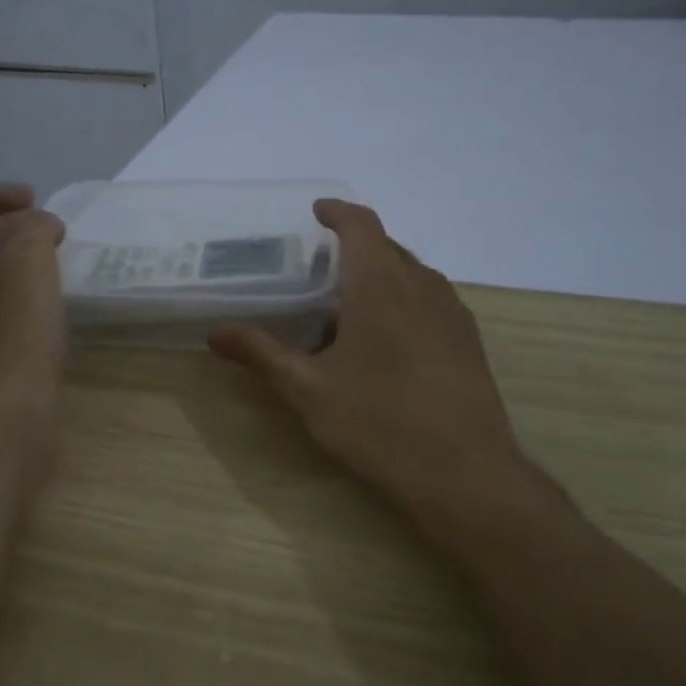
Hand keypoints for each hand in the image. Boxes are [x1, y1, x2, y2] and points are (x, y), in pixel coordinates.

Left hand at [0, 183, 66, 411]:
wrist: (3, 415)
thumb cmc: (13, 334)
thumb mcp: (28, 265)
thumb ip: (35, 231)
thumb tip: (42, 228)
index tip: (36, 201)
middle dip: (12, 225)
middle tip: (52, 232)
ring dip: (20, 260)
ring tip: (57, 263)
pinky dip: (24, 293)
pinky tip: (52, 305)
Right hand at [208, 199, 563, 521]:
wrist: (464, 473)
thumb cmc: (378, 423)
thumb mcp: (308, 390)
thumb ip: (262, 354)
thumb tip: (216, 335)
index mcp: (381, 284)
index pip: (361, 225)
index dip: (338, 212)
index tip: (317, 212)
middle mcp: (422, 285)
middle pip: (387, 247)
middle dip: (355, 249)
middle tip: (320, 271)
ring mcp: (453, 312)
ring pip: (412, 275)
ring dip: (381, 277)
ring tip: (350, 309)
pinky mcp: (469, 341)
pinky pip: (431, 301)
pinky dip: (404, 302)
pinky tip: (388, 343)